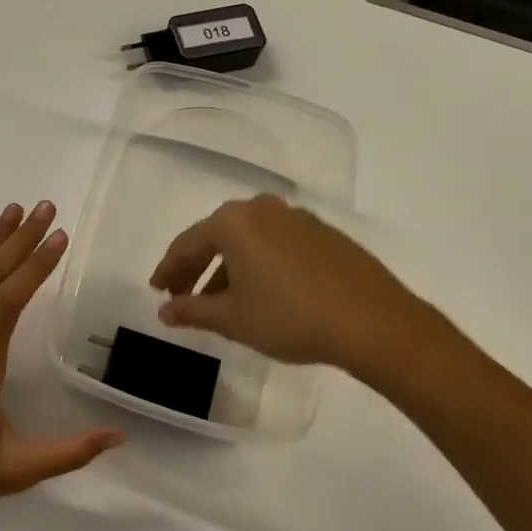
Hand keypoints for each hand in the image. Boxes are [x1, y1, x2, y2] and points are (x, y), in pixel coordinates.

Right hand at [150, 195, 468, 388]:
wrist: (373, 322)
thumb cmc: (290, 317)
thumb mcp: (233, 319)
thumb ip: (193, 311)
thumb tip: (165, 311)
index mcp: (233, 222)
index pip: (187, 243)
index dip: (168, 269)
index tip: (158, 291)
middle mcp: (262, 209)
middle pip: (217, 237)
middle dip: (197, 267)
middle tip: (182, 295)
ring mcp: (296, 218)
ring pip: (248, 240)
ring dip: (229, 268)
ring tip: (221, 302)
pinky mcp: (323, 233)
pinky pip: (275, 244)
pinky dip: (259, 264)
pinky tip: (262, 293)